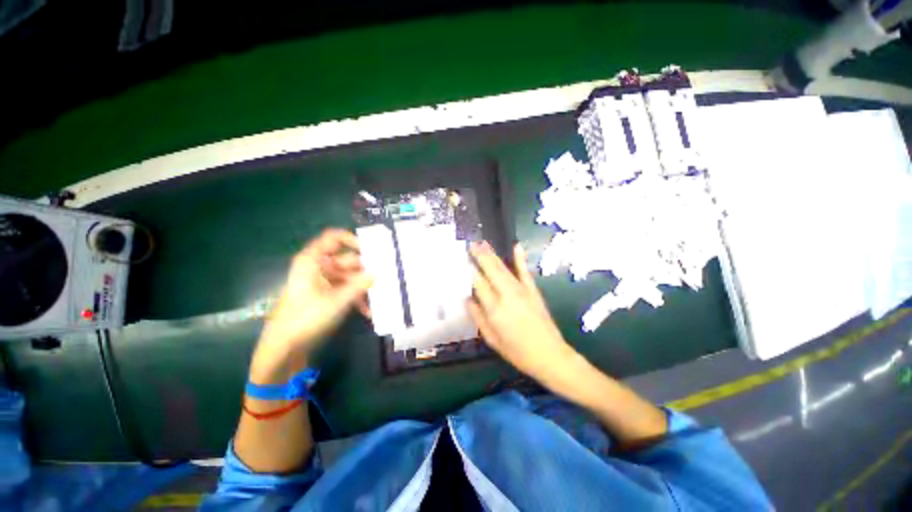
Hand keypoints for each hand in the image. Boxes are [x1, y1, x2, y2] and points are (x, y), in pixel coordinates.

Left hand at [252, 229, 372, 380]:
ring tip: (380, 297)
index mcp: (314, 261)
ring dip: (364, 288)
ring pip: (350, 277)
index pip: (333, 238)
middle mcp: (319, 267)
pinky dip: (356, 298)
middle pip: (348, 260)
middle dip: (367, 270)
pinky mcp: (326, 295)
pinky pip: (345, 290)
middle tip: (386, 277)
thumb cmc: (306, 318)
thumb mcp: (337, 301)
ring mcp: (323, 282)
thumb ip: (360, 284)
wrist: (284, 348)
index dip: (353, 240)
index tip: (372, 250)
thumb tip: (380, 272)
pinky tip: (368, 312)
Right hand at [468, 241, 576, 383]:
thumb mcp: (492, 339)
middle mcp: (506, 295)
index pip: (478, 283)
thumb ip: (478, 317)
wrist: (550, 355)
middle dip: (480, 255)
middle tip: (471, 243)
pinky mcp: (533, 290)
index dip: (470, 270)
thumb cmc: (517, 351)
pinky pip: (525, 271)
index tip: (462, 259)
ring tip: (482, 243)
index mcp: (494, 308)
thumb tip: (467, 299)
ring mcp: (521, 290)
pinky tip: (516, 246)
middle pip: (490, 270)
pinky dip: (520, 258)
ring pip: (503, 268)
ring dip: (492, 254)